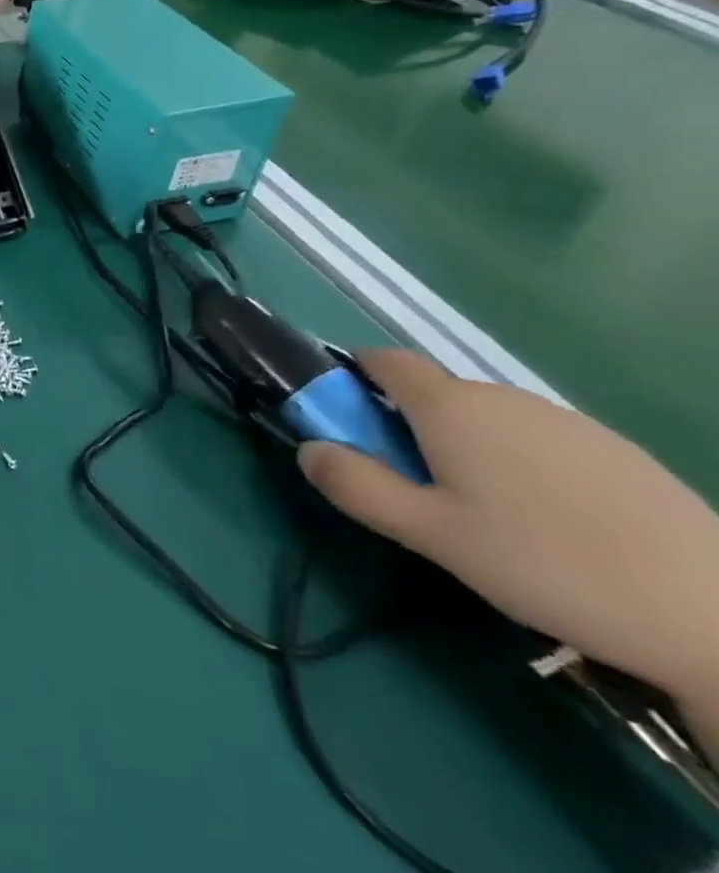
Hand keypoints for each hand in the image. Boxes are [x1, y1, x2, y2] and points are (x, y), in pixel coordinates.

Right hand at [299, 350, 718, 704]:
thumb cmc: (546, 563)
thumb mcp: (430, 534)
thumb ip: (356, 485)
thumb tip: (306, 447)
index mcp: (449, 406)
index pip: (383, 360)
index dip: (355, 376)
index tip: (348, 418)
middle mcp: (501, 396)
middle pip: (434, 392)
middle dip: (408, 424)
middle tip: (414, 487)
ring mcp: (565, 421)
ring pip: (488, 418)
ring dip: (464, 445)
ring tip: (483, 514)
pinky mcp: (615, 451)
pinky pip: (538, 440)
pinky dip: (520, 463)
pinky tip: (548, 522)